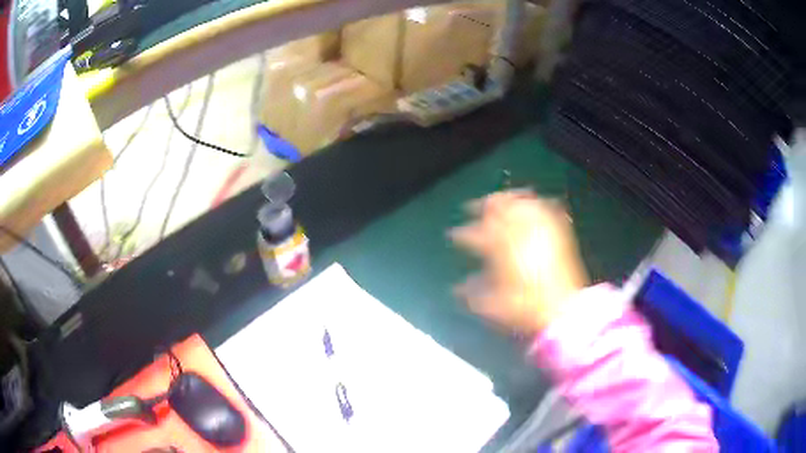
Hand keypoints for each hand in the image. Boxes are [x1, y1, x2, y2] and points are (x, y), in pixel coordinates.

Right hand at [450, 191, 588, 335]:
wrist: (561, 311)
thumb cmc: (525, 309)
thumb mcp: (492, 307)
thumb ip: (471, 294)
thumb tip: (457, 289)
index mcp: (499, 252)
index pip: (474, 235)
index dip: (462, 234)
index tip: (455, 235)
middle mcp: (518, 236)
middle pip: (497, 211)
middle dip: (483, 206)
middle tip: (475, 206)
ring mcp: (539, 233)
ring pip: (519, 205)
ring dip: (507, 200)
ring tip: (500, 199)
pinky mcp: (557, 235)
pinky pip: (544, 211)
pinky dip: (534, 205)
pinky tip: (531, 204)